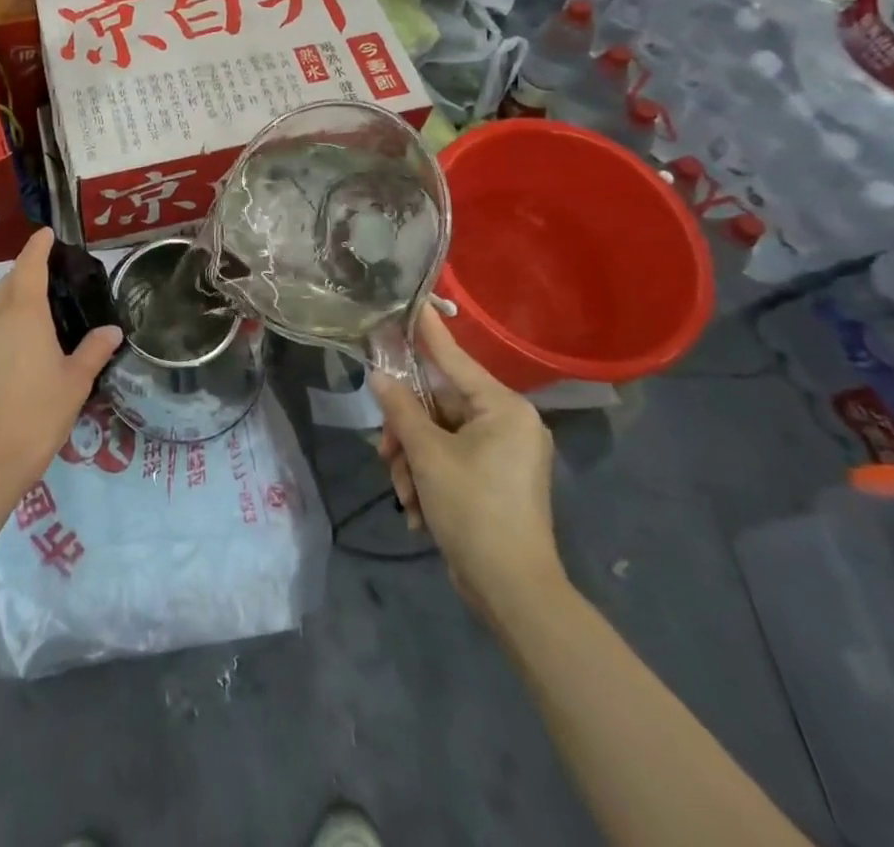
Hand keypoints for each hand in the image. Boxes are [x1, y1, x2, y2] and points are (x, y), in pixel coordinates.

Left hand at [0, 229, 122, 493]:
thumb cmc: (38, 415)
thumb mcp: (75, 383)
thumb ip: (93, 351)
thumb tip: (112, 331)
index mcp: (24, 314)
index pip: (29, 265)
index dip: (38, 246)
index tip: (46, 233)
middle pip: (8, 283)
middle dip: (25, 273)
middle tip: (47, 278)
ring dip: (11, 303)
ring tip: (32, 319)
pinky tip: (11, 357)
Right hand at [369, 306, 563, 616]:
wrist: (513, 592)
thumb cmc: (474, 510)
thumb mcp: (428, 455)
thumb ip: (401, 409)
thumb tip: (379, 376)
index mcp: (502, 407)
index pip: (453, 357)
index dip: (426, 331)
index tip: (408, 301)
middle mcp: (507, 422)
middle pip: (438, 403)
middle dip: (406, 430)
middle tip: (385, 451)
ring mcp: (503, 451)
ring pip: (437, 433)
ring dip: (412, 459)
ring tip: (404, 492)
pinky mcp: (494, 477)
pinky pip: (449, 456)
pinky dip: (427, 476)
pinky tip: (417, 507)